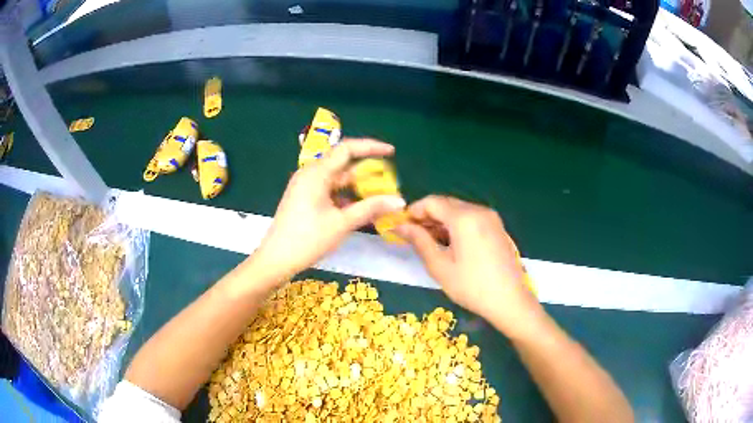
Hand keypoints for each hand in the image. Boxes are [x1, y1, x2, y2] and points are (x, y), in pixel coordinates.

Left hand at [255, 139, 405, 279]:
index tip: (392, 152)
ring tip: (380, 197)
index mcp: (316, 173)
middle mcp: (310, 174)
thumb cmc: (308, 239)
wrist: (276, 260)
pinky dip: (346, 196)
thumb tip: (400, 201)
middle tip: (390, 182)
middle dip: (368, 172)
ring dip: (358, 187)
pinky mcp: (305, 198)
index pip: (347, 149)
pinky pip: (330, 191)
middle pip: (343, 164)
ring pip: (338, 180)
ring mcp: (306, 186)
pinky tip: (360, 208)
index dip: (371, 147)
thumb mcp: (342, 223)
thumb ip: (371, 208)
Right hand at [395, 196, 544, 339]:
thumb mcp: (440, 266)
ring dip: (441, 221)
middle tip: (414, 236)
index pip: (432, 202)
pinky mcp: (497, 227)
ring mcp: (491, 218)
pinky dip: (457, 225)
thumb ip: (419, 241)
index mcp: (465, 218)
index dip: (414, 211)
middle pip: (446, 203)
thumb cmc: (472, 287)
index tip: (401, 226)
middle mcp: (479, 211)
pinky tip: (451, 244)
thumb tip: (400, 225)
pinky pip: (471, 218)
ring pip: (458, 210)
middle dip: (427, 216)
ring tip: (430, 242)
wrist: (510, 300)